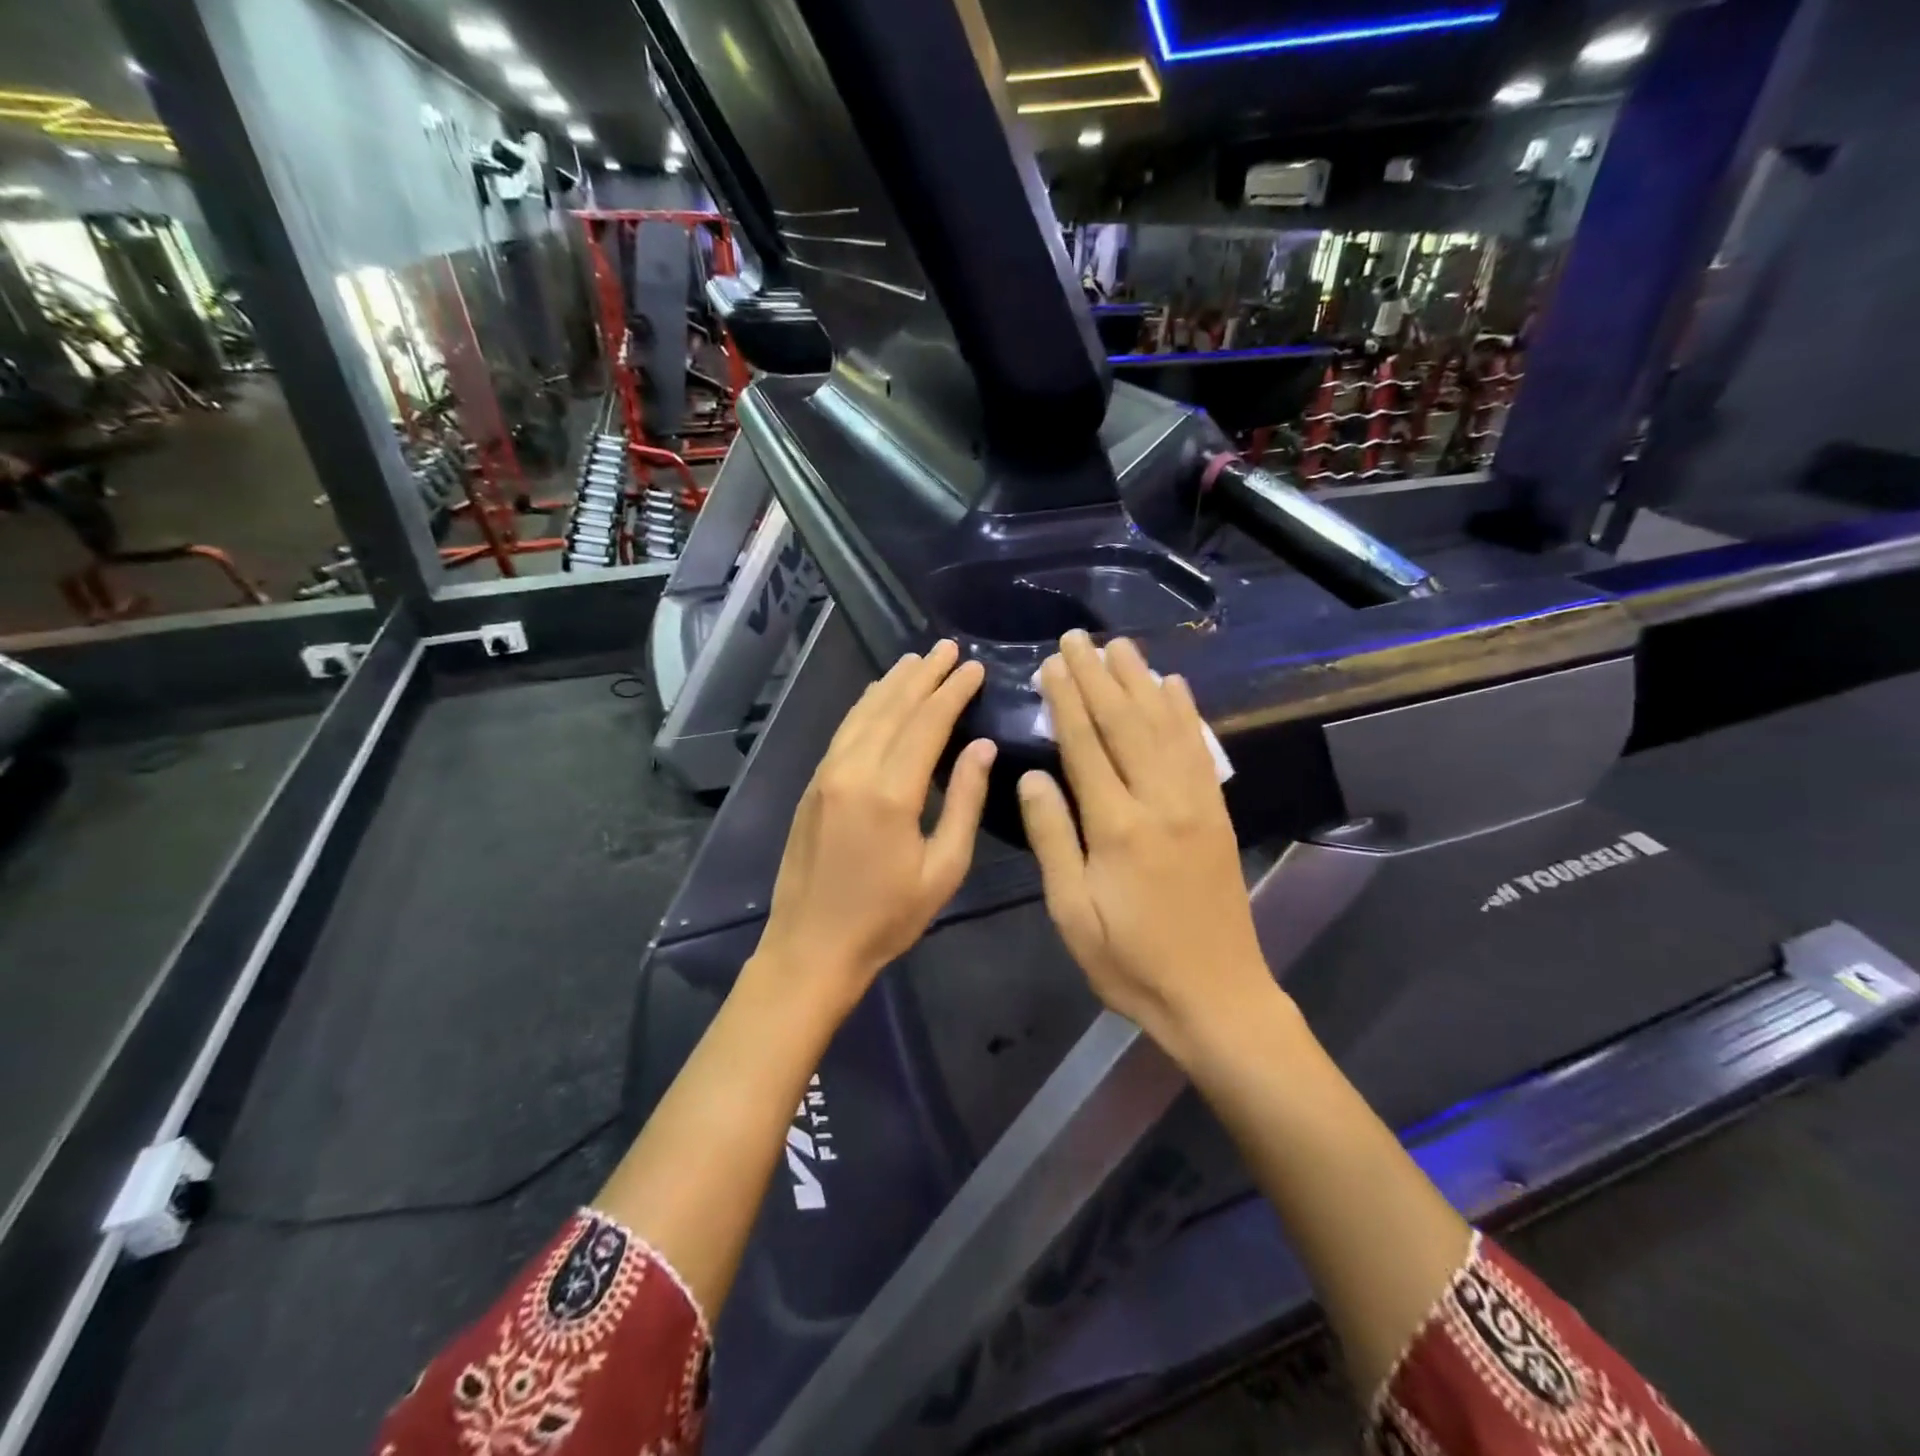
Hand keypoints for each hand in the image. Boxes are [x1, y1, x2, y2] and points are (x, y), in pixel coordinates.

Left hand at [755, 639, 995, 1013]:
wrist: (811, 947)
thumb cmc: (887, 918)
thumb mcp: (943, 869)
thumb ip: (964, 802)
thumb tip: (981, 747)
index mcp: (890, 792)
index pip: (927, 724)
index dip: (953, 692)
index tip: (974, 667)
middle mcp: (853, 770)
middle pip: (893, 708)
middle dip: (924, 675)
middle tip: (948, 648)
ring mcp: (826, 774)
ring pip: (863, 713)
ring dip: (892, 683)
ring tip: (917, 660)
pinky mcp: (813, 784)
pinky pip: (844, 731)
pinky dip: (866, 706)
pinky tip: (878, 696)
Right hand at [1018, 631, 1272, 1056]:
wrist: (1216, 996)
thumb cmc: (1130, 962)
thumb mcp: (1072, 914)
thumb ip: (1053, 839)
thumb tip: (1031, 777)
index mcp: (1117, 827)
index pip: (1086, 746)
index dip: (1066, 700)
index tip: (1052, 663)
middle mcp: (1159, 801)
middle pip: (1126, 724)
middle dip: (1098, 676)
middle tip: (1078, 638)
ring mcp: (1195, 804)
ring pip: (1165, 727)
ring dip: (1141, 681)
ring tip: (1121, 646)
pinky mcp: (1216, 813)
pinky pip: (1199, 750)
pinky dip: (1186, 712)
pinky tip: (1175, 686)